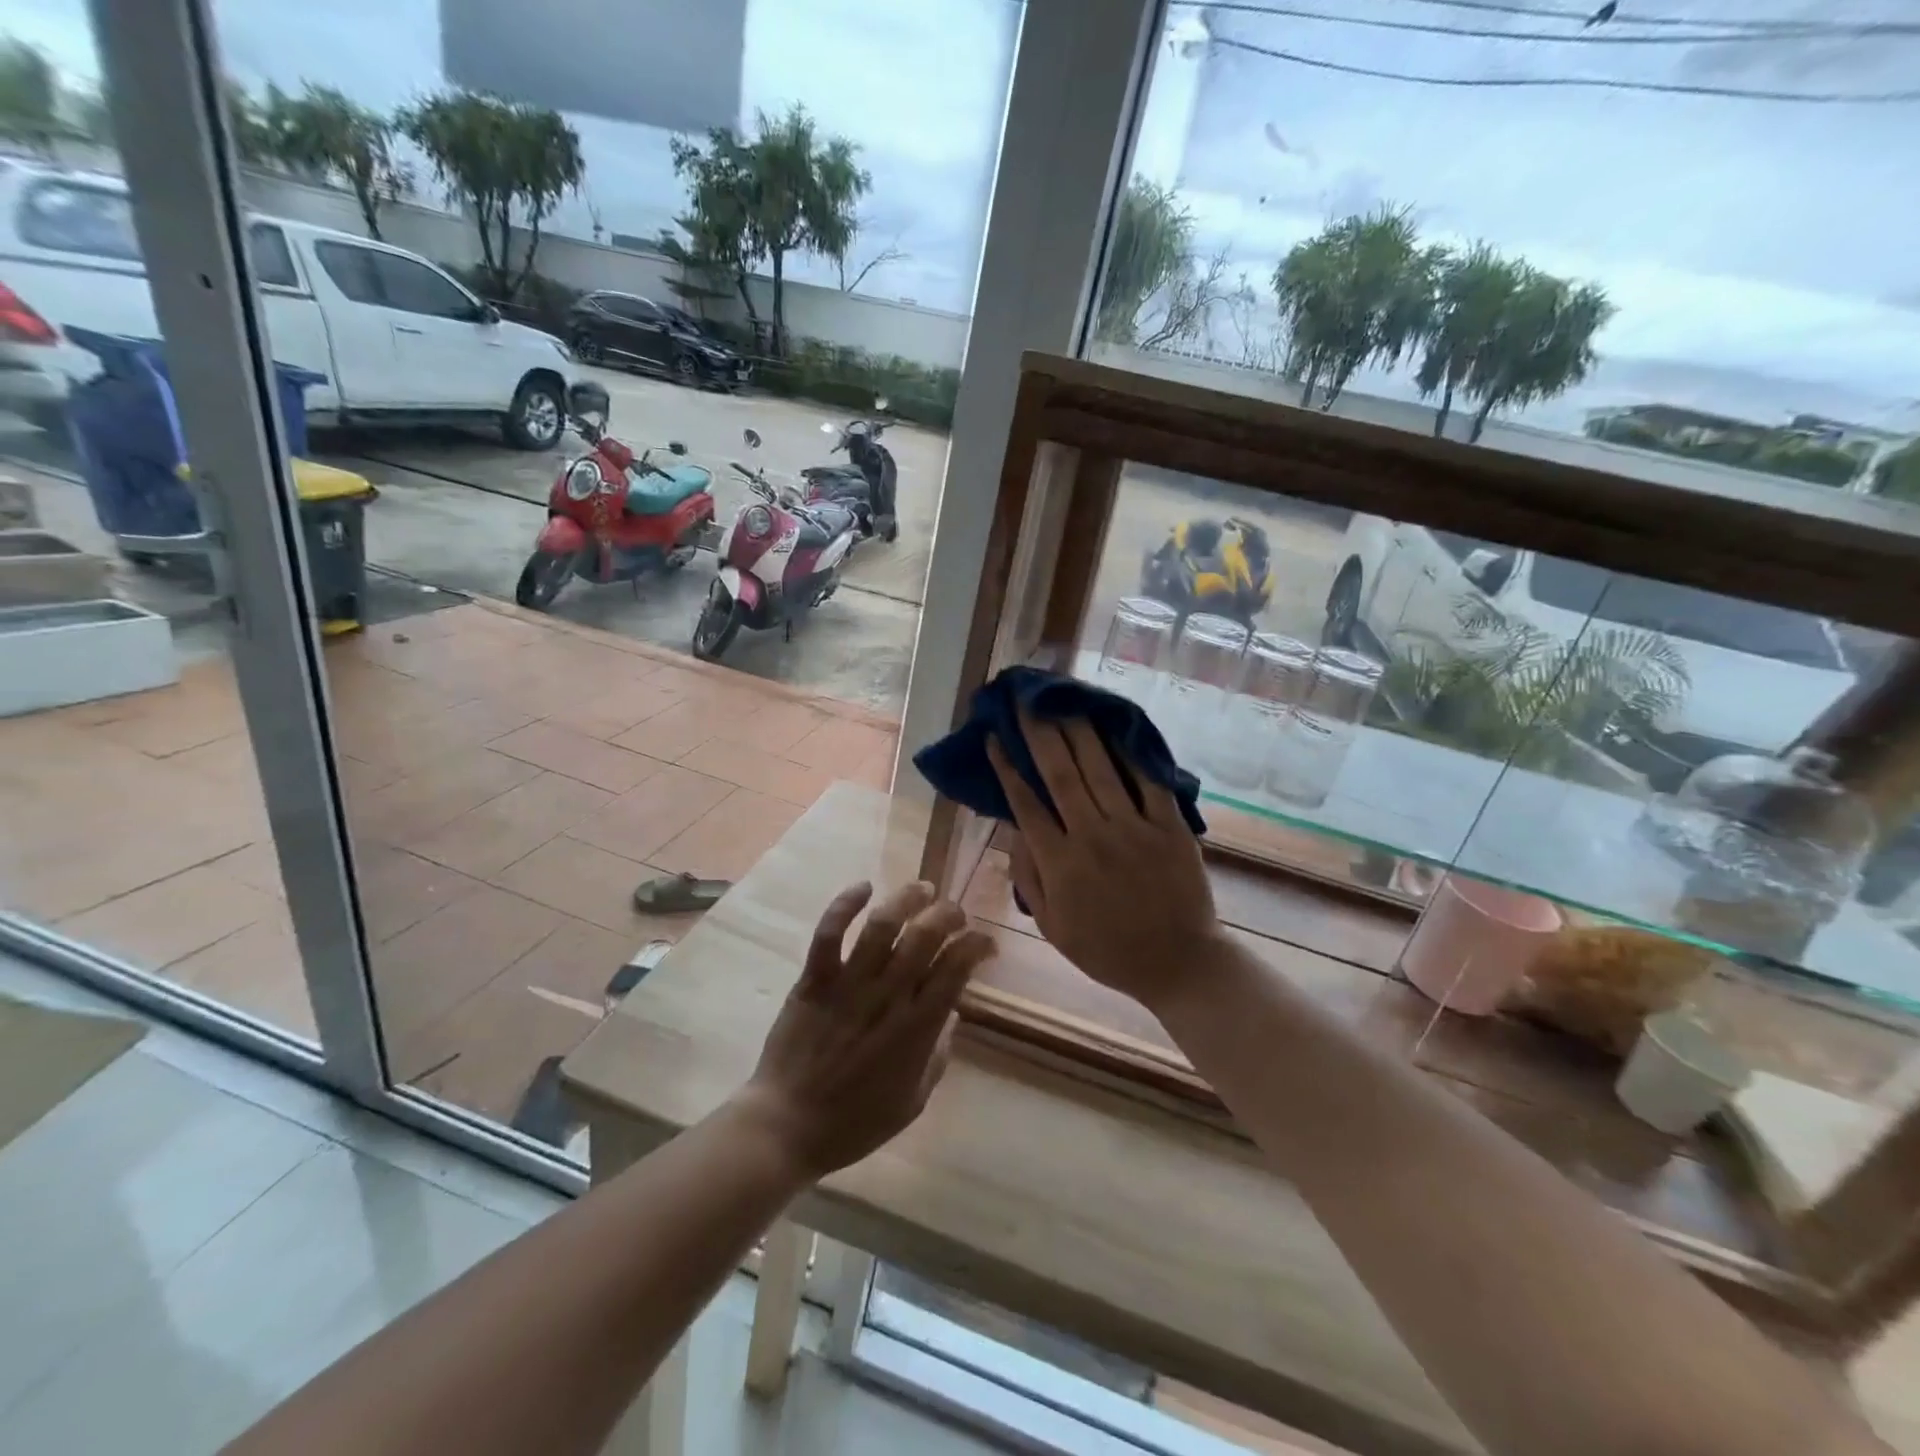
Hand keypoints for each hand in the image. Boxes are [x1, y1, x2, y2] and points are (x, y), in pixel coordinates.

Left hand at [734, 880, 993, 1181]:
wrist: (787, 1127)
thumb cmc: (855, 1123)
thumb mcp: (913, 1101)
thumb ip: (937, 1055)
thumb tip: (952, 1013)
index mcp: (918, 1028)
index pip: (957, 969)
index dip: (977, 945)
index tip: (984, 942)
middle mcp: (888, 997)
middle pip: (926, 936)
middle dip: (949, 914)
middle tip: (955, 912)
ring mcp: (850, 984)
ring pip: (883, 925)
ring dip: (907, 899)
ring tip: (923, 889)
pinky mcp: (815, 979)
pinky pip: (829, 933)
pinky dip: (846, 904)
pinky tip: (864, 887)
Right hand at [987, 711, 1221, 1016]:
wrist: (1179, 964)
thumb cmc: (1108, 950)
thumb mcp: (1052, 927)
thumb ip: (1029, 878)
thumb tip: (1015, 831)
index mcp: (1060, 864)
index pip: (1025, 804)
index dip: (1007, 768)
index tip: (994, 738)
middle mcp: (1093, 837)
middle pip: (1060, 775)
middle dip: (1039, 734)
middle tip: (1026, 702)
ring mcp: (1134, 828)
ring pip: (1100, 769)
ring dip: (1078, 732)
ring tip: (1063, 702)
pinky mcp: (1170, 826)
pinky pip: (1149, 782)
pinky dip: (1132, 753)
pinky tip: (1117, 728)